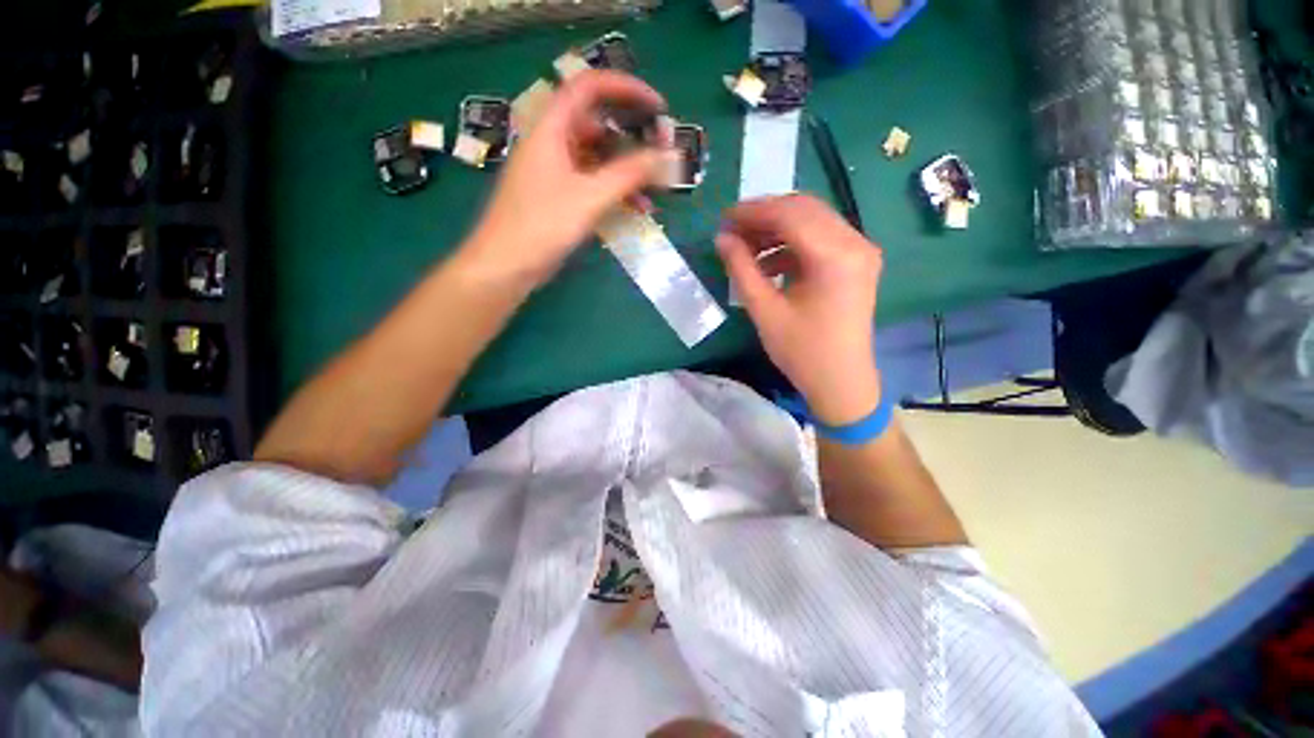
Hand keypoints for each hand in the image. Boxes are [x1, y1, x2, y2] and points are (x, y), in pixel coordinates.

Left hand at [462, 70, 673, 288]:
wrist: (505, 266)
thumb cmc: (541, 226)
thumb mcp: (589, 197)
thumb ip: (629, 174)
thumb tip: (667, 156)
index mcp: (551, 128)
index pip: (589, 87)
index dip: (626, 88)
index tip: (658, 107)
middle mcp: (552, 144)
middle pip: (597, 125)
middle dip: (632, 138)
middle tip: (661, 154)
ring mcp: (555, 172)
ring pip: (598, 159)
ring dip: (627, 171)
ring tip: (656, 189)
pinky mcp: (558, 198)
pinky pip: (592, 184)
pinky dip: (614, 192)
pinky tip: (636, 209)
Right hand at [717, 194, 883, 425]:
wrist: (841, 382)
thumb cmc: (802, 352)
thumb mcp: (765, 310)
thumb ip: (742, 269)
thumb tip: (722, 238)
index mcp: (835, 256)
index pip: (789, 214)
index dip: (752, 212)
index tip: (723, 218)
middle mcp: (855, 243)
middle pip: (804, 209)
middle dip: (764, 215)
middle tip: (732, 229)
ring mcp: (860, 251)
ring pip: (812, 221)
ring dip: (777, 229)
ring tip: (745, 246)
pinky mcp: (856, 262)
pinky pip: (820, 239)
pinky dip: (792, 244)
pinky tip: (769, 262)